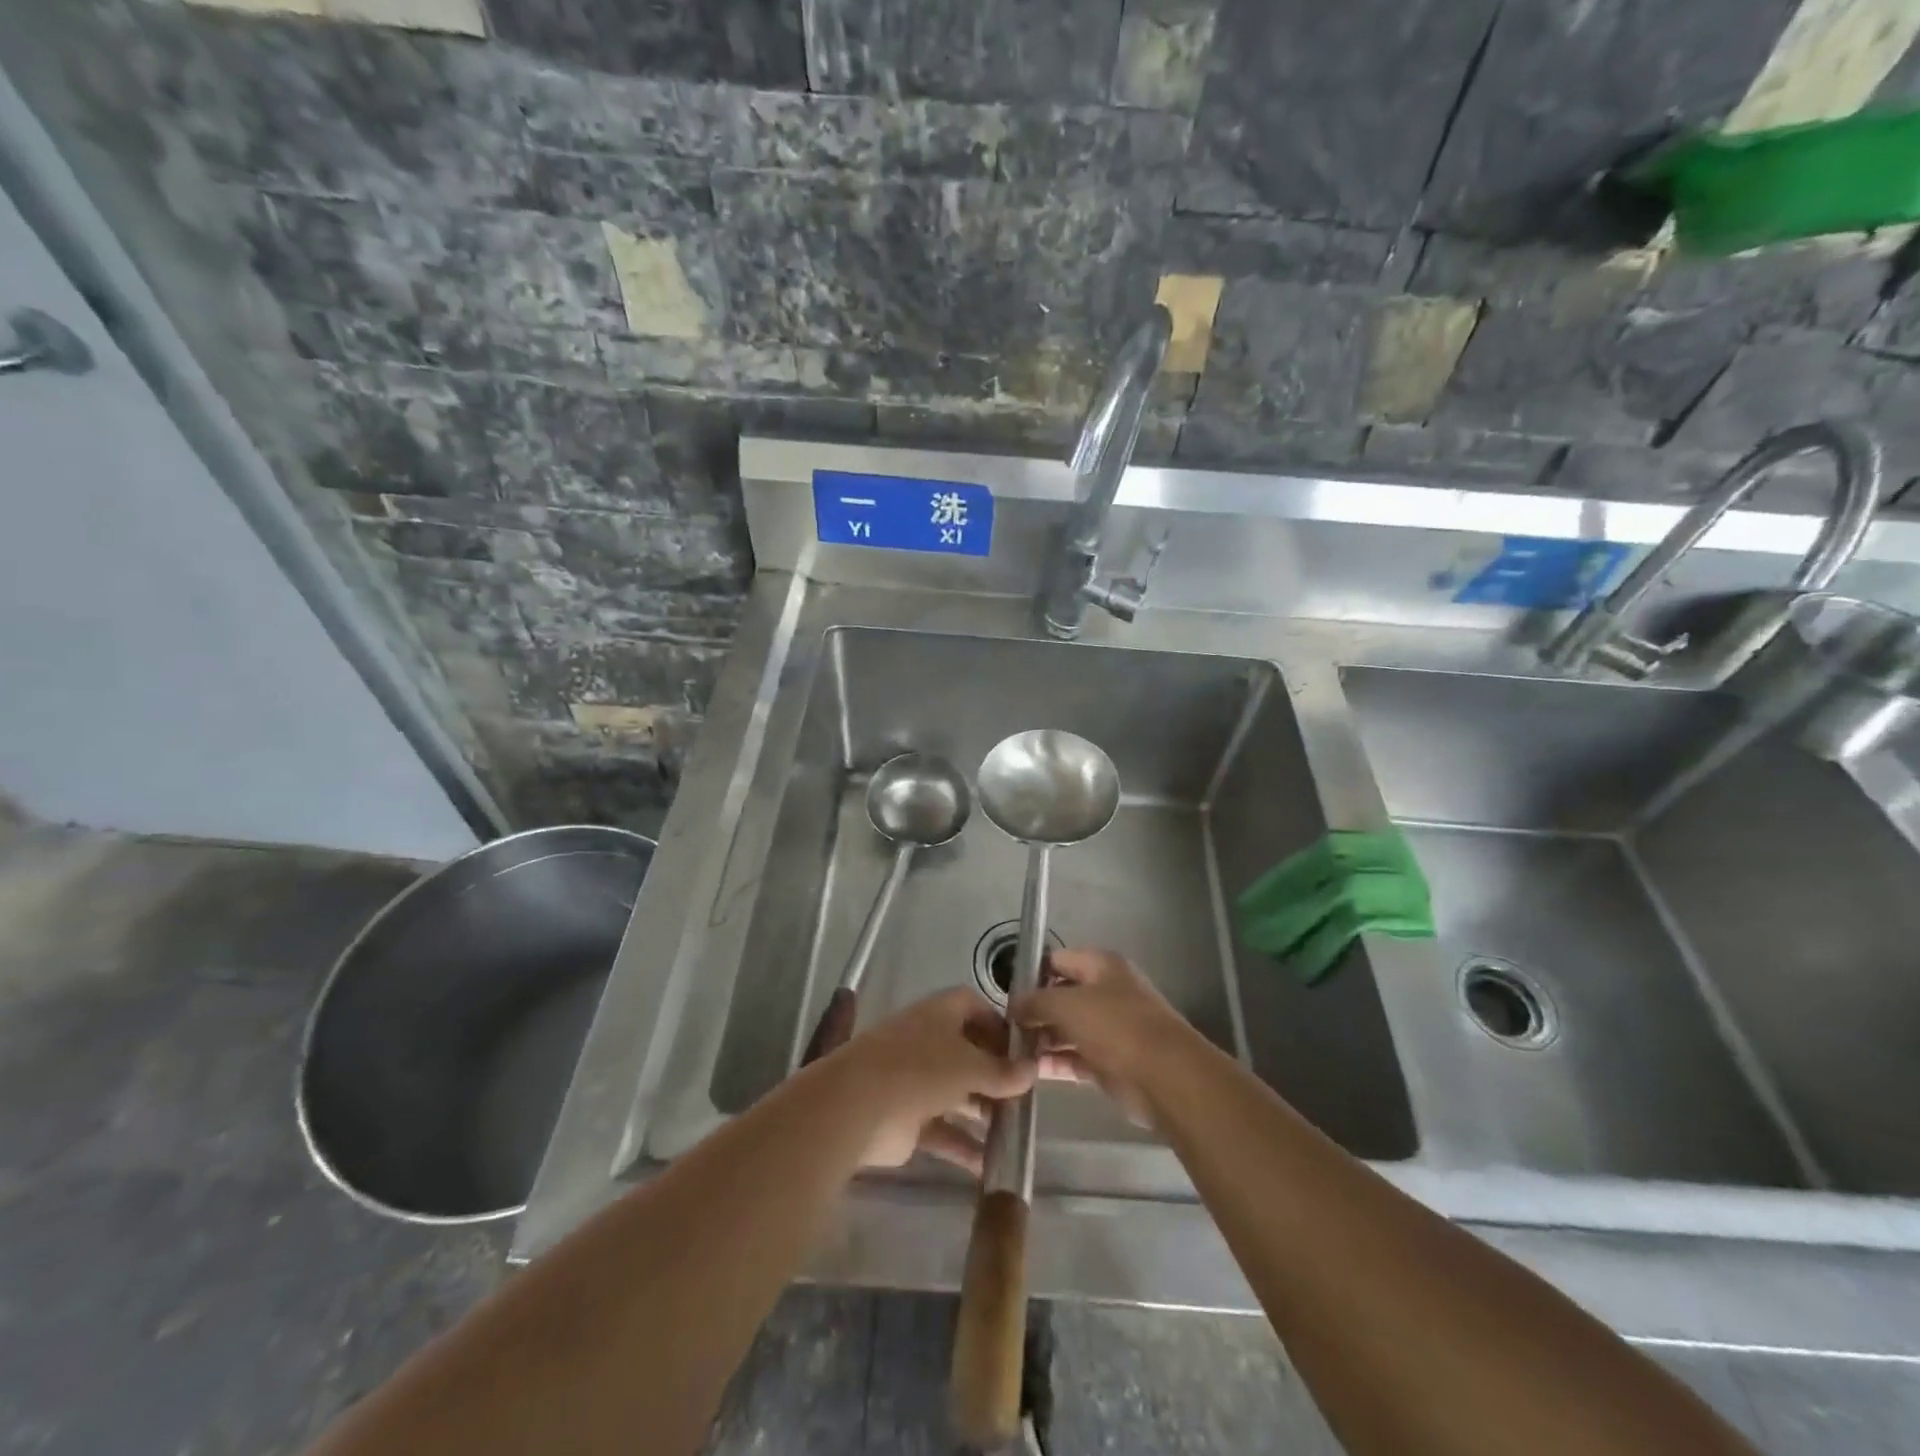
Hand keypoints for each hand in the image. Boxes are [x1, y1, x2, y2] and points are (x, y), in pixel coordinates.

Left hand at [822, 987, 1036, 1174]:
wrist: (857, 1106)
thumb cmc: (919, 1069)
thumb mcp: (970, 1065)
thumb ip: (1002, 1071)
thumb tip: (1032, 1070)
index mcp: (939, 1014)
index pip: (973, 1007)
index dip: (998, 1024)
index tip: (1023, 1049)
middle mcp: (927, 1042)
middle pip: (967, 1053)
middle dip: (995, 1074)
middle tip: (1025, 1097)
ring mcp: (915, 1081)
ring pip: (956, 1094)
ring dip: (983, 1112)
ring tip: (1015, 1132)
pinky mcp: (907, 1120)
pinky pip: (943, 1130)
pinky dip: (964, 1146)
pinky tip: (990, 1166)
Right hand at [1011, 948, 1188, 1126]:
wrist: (1165, 1077)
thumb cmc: (1116, 1027)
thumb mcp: (1067, 1004)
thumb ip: (1035, 1001)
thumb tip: (1014, 1005)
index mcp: (1101, 966)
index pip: (1057, 960)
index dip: (1031, 973)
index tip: (1005, 993)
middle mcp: (1107, 992)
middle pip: (1062, 996)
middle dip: (1035, 1010)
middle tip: (1004, 1028)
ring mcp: (1111, 1028)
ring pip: (1068, 1029)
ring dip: (1042, 1039)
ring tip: (1012, 1052)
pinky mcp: (1111, 1062)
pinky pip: (1076, 1057)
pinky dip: (1056, 1062)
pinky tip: (1031, 1070)